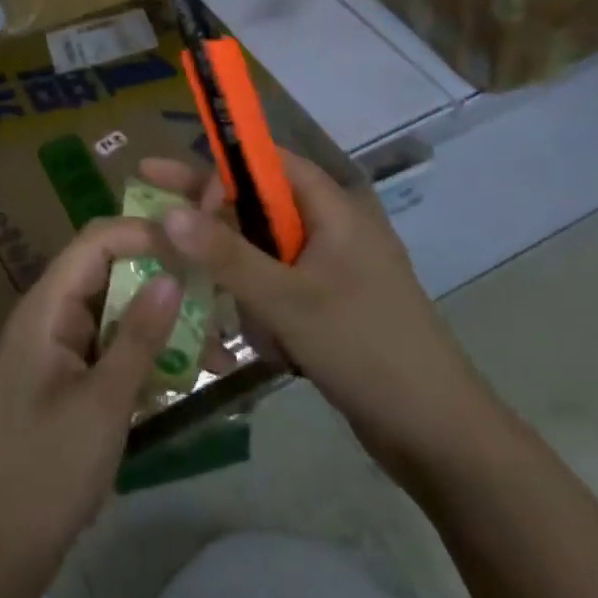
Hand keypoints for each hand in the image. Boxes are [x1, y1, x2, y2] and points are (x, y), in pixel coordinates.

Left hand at [0, 216, 182, 574]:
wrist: (1, 548)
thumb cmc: (48, 470)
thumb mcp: (104, 402)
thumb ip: (139, 335)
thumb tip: (173, 276)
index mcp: (45, 309)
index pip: (94, 242)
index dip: (142, 234)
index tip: (193, 246)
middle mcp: (49, 315)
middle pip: (108, 271)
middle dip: (160, 276)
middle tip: (213, 289)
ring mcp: (58, 346)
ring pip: (115, 309)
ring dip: (160, 318)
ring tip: (214, 339)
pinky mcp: (69, 375)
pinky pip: (112, 343)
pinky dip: (146, 349)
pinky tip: (186, 369)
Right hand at [141, 152, 485, 483]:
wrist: (438, 434)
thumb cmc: (366, 349)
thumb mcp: (288, 300)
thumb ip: (226, 256)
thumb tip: (169, 213)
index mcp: (333, 208)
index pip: (267, 163)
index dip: (219, 170)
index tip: (173, 190)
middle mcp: (332, 229)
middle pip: (259, 210)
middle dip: (219, 233)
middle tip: (158, 225)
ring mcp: (333, 270)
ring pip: (264, 258)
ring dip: (249, 290)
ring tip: (266, 334)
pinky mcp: (331, 307)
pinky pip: (280, 292)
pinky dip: (268, 315)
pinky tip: (279, 354)